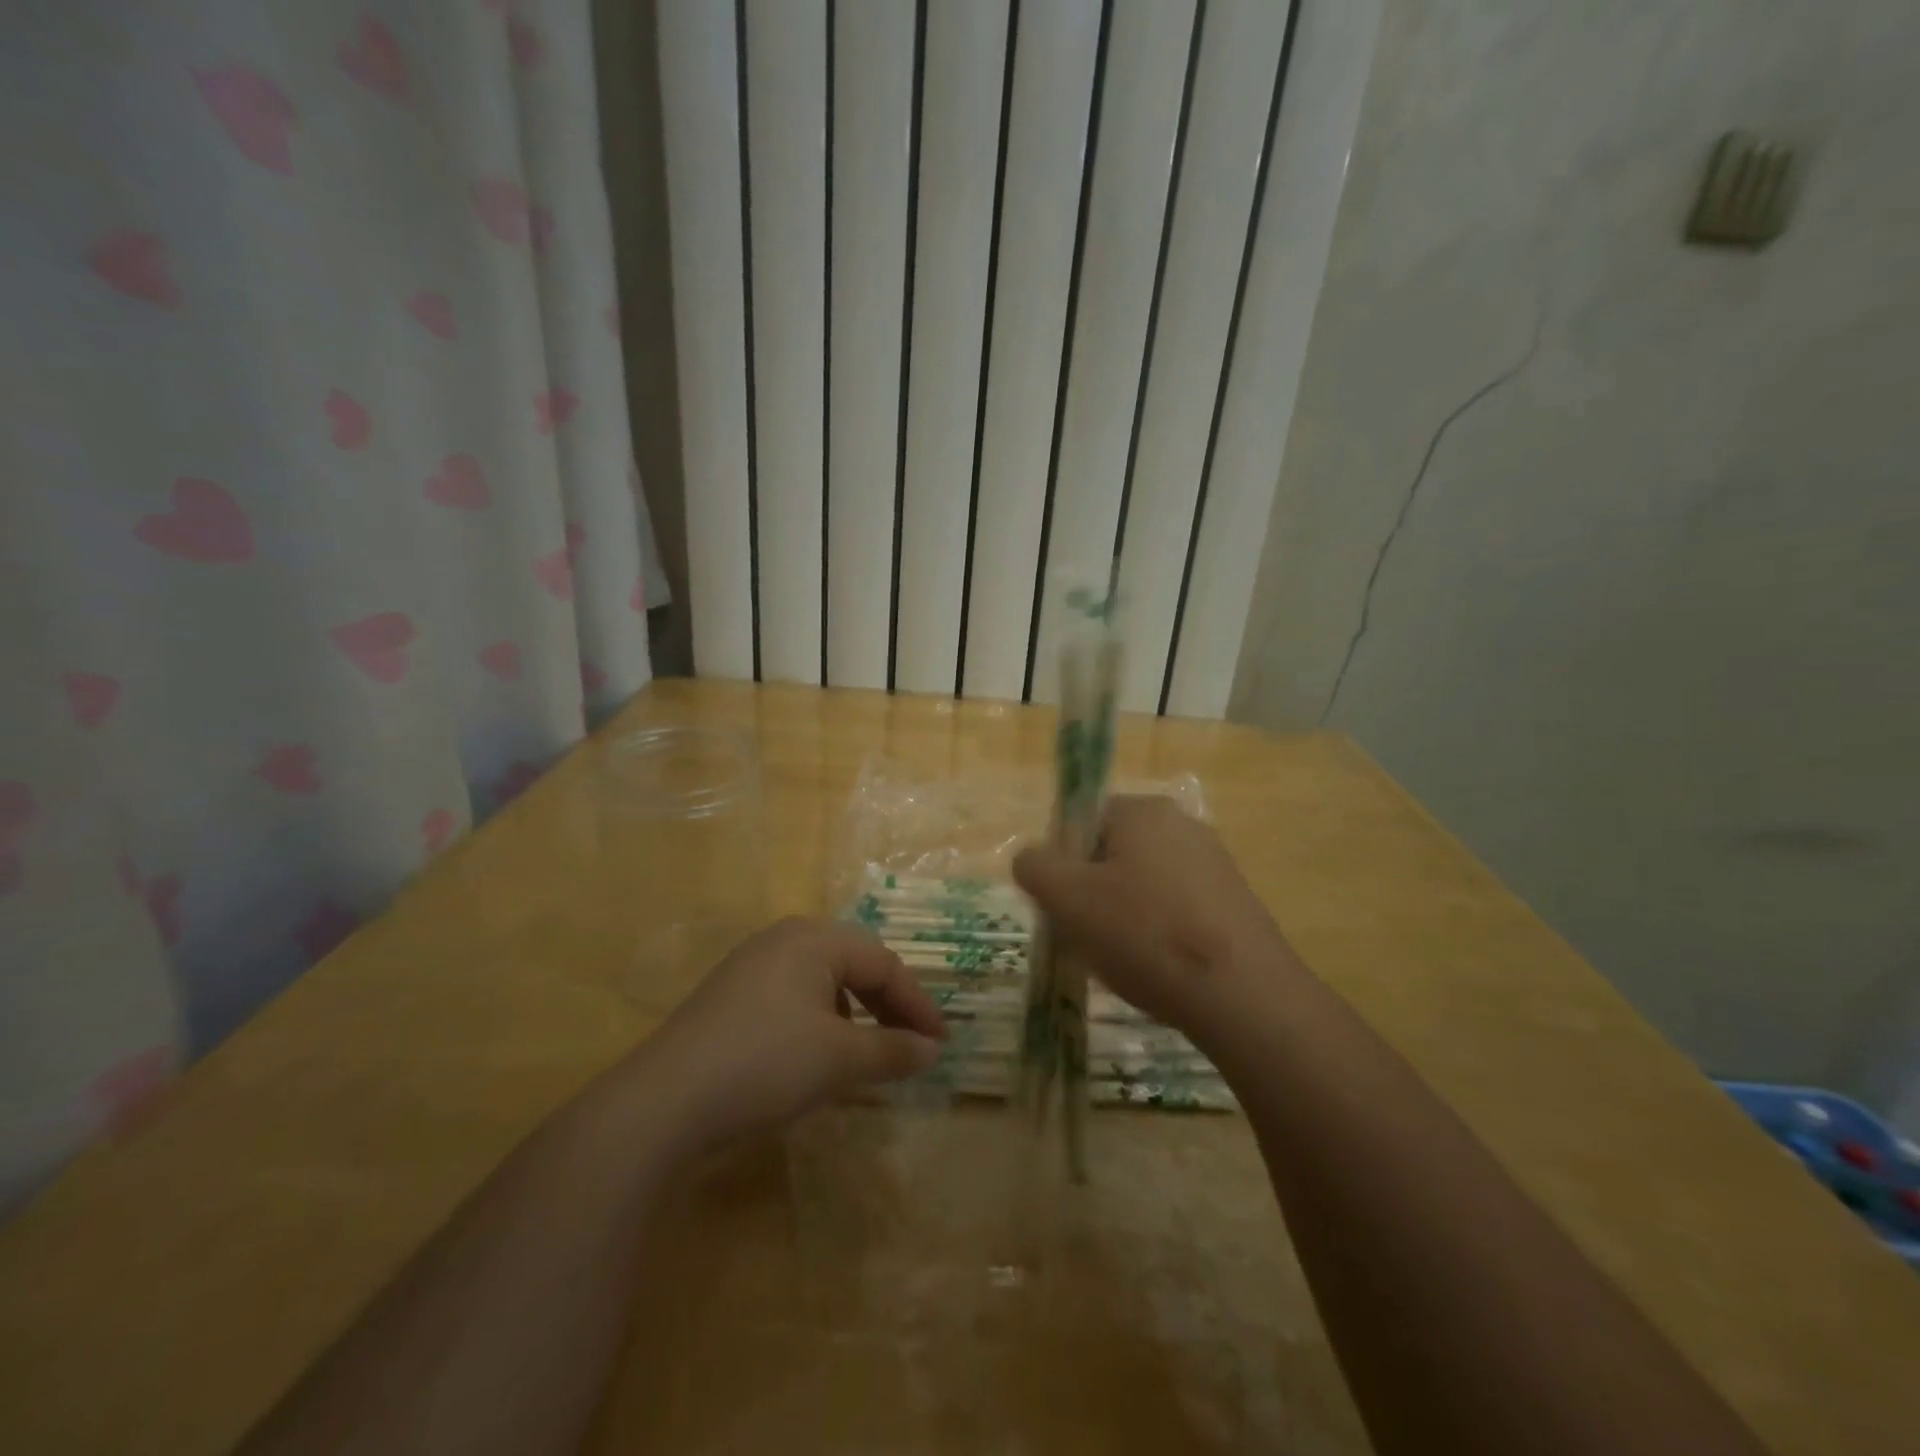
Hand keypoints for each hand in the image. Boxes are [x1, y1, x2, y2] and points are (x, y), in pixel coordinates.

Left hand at [634, 917, 945, 1150]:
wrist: (664, 1103)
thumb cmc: (765, 1064)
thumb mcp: (839, 1059)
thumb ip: (892, 1050)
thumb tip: (932, 1050)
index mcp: (814, 938)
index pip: (884, 963)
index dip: (917, 1004)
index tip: (940, 1044)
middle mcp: (784, 939)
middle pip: (855, 964)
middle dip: (888, 1004)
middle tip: (912, 1043)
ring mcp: (752, 966)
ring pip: (824, 981)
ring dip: (856, 1013)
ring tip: (870, 1051)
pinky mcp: (731, 997)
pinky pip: (794, 997)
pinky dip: (822, 1022)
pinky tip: (820, 1054)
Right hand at [1013, 795, 1284, 1029]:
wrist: (1244, 996)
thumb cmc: (1145, 934)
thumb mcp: (1068, 898)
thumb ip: (1035, 867)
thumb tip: (1031, 858)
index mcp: (1143, 811)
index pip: (1081, 821)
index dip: (1060, 862)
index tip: (1059, 905)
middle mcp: (1182, 825)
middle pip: (1111, 854)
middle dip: (1088, 893)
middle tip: (1082, 936)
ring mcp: (1214, 864)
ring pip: (1141, 886)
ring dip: (1119, 917)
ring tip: (1118, 960)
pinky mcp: (1233, 904)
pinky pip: (1174, 910)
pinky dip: (1155, 934)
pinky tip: (1155, 969)